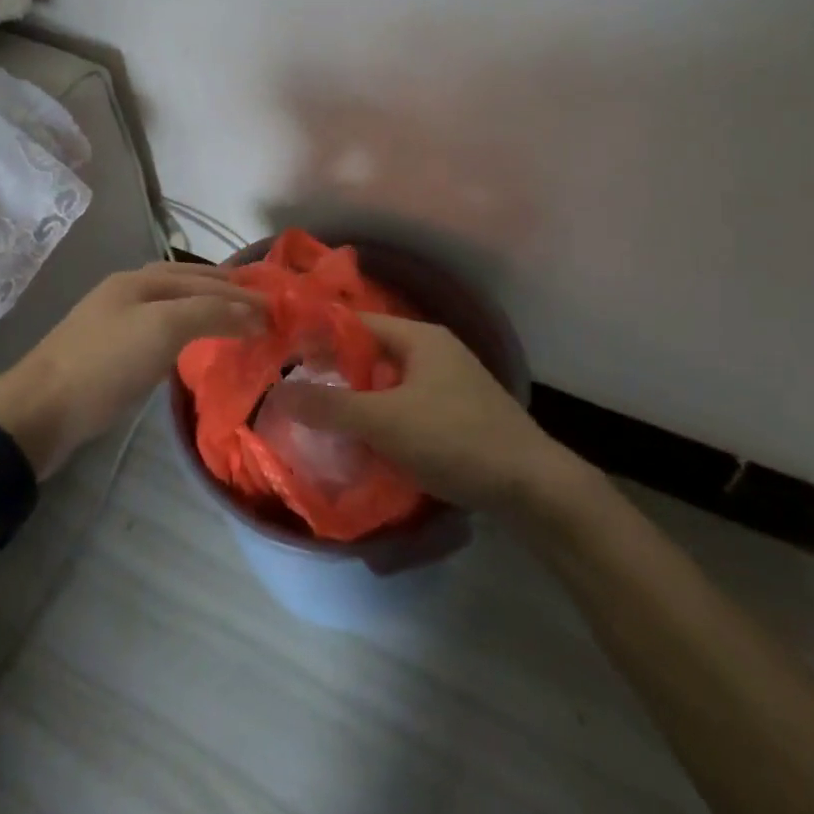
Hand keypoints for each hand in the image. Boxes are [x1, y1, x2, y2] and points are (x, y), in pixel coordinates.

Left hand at [0, 262, 263, 478]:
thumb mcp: (162, 329)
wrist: (40, 411)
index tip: (275, 307)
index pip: (202, 278)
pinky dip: (184, 334)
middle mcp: (128, 293)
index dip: (239, 291)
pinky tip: (192, 349)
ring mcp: (115, 323)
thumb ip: (210, 313)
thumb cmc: (105, 363)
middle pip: (186, 285)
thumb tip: (253, 312)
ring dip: (204, 312)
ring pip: (172, 309)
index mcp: (140, 280)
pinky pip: (159, 333)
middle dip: (223, 294)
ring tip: (234, 326)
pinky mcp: (108, 355)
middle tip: (261, 310)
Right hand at [266, 314, 584, 512]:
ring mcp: (452, 383)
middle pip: (373, 354)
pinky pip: (410, 406)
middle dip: (339, 375)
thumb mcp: (384, 421)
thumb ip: (330, 406)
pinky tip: (371, 445)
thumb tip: (279, 391)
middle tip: (303, 397)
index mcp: (419, 337)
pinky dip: (387, 419)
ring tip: (329, 423)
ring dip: (362, 401)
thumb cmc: (455, 439)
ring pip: (391, 384)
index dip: (320, 338)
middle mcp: (435, 350)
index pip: (356, 324)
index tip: (287, 360)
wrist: (534, 488)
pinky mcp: (461, 414)